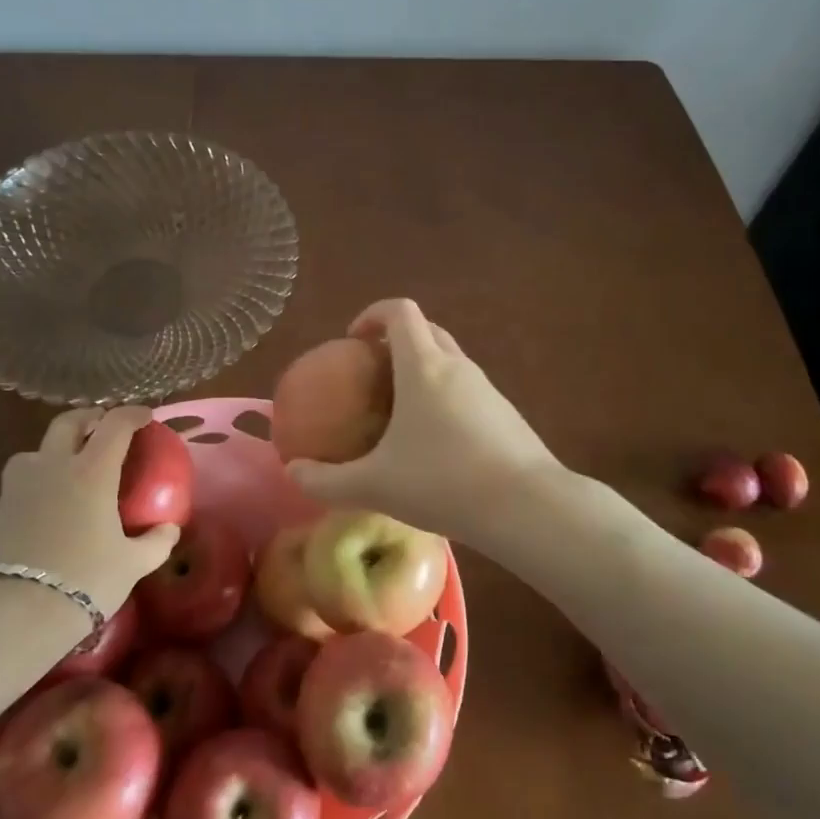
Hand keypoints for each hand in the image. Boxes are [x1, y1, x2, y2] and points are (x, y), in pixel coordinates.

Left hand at [0, 406, 180, 614]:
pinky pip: (18, 485)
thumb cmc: (85, 579)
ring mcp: (18, 487)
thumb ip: (156, 542)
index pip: (115, 425)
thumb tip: (169, 530)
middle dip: (88, 417)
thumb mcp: (133, 564)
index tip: (144, 416)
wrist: (15, 611)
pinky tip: (44, 508)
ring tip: (66, 467)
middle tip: (102, 425)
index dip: (132, 414)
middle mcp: (53, 467)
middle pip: (68, 423)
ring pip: (34, 451)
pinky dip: (35, 484)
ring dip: (53, 449)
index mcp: (92, 471)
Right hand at [286, 298, 558, 544]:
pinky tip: (437, 446)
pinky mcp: (507, 415)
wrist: (527, 507)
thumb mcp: (373, 486)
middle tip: (372, 375)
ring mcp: (488, 390)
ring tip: (401, 414)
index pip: (400, 311)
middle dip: (397, 341)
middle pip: (427, 331)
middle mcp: (458, 367)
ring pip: (451, 362)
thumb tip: (292, 473)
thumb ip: (326, 481)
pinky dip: (446, 401)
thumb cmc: (443, 482)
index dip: (372, 314)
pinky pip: (468, 392)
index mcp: (424, 367)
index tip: (353, 340)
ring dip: (424, 372)